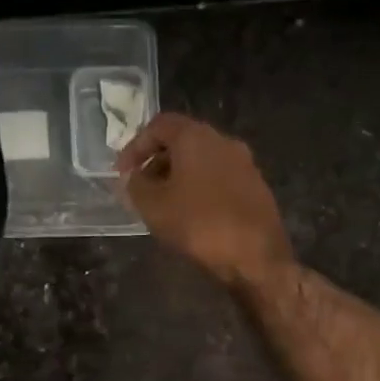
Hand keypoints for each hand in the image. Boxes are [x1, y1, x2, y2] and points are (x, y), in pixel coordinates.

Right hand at [116, 113, 292, 289]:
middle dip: (156, 161)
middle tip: (141, 187)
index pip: (159, 125)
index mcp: (196, 137)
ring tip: (163, 203)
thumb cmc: (198, 223)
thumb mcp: (153, 206)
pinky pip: (218, 176)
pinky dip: (199, 186)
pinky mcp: (256, 186)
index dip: (135, 146)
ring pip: (202, 159)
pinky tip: (191, 213)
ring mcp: (244, 163)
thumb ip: (135, 185)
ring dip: (178, 175)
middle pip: (182, 140)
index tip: (123, 172)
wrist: (256, 255)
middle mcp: (223, 141)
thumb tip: (133, 177)